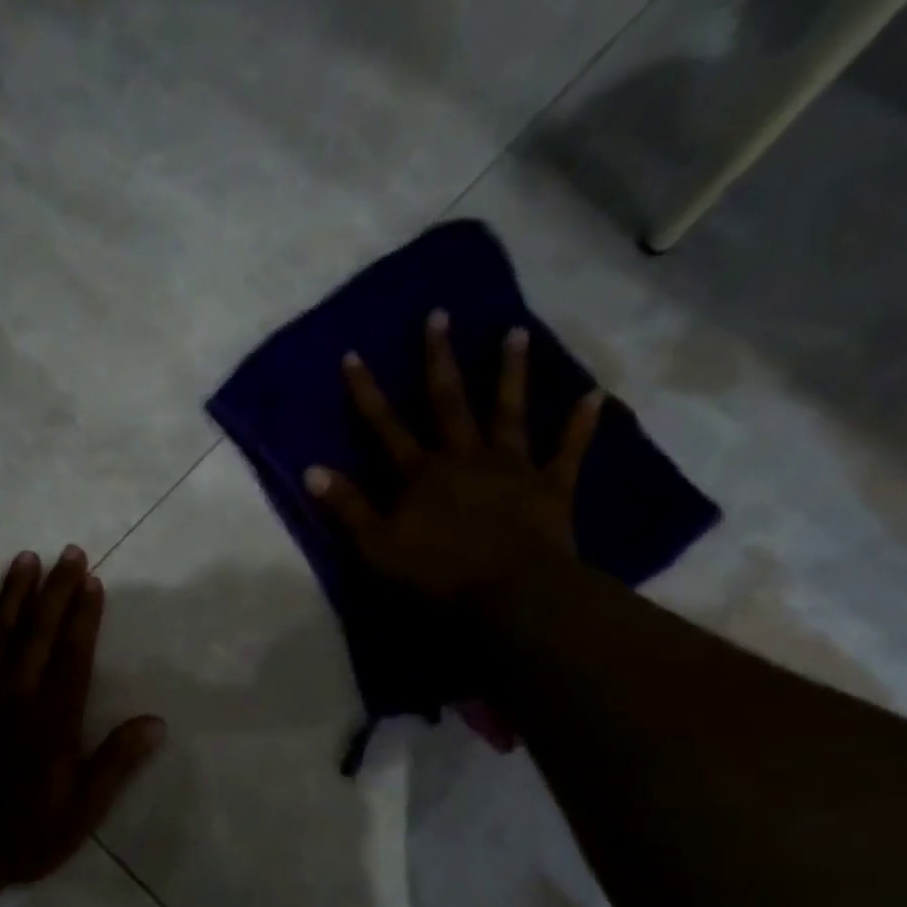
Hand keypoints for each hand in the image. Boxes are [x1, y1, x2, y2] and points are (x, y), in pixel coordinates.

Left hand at [0, 547, 166, 885]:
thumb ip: (115, 763)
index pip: (74, 654)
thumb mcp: (81, 811)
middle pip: (38, 631)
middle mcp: (15, 695)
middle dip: (56, 589)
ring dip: (13, 593)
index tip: (93, 581)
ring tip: (27, 558)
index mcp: (53, 719)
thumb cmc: (21, 835)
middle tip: (69, 552)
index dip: (85, 615)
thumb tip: (156, 722)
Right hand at [306, 310, 605, 604]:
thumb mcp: (376, 546)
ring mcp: (511, 466)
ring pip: (509, 411)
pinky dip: (580, 424)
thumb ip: (347, 507)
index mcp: (421, 472)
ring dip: (510, 372)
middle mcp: (465, 456)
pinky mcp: (550, 485)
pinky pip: (568, 449)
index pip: (385, 426)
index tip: (354, 354)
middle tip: (440, 314)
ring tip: (516, 332)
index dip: (367, 393)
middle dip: (439, 359)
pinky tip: (595, 395)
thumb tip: (311, 470)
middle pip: (448, 401)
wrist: (511, 591)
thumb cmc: (436, 572)